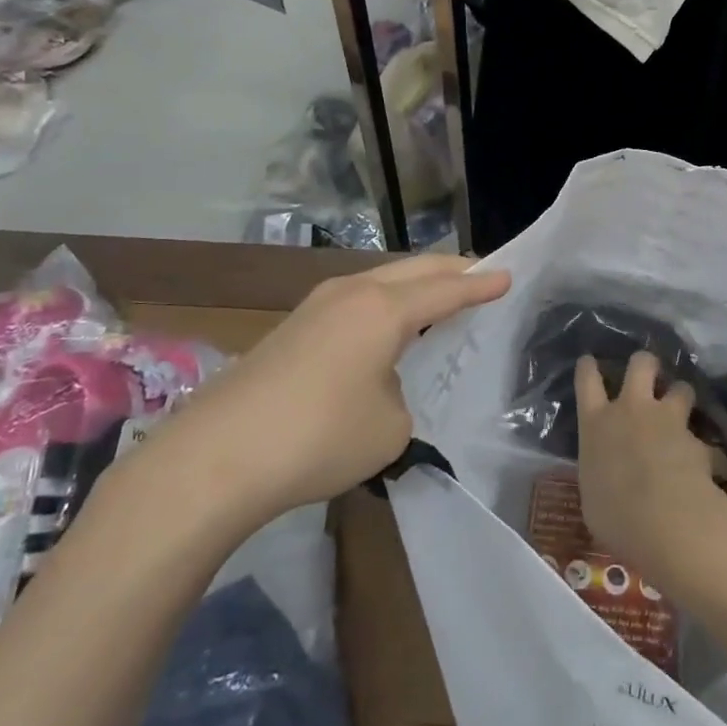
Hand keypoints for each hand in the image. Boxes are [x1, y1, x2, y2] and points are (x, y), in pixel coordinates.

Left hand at [139, 255, 509, 526]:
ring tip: (436, 295)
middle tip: (479, 274)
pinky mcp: (293, 327)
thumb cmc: (319, 436)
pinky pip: (355, 301)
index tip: (509, 275)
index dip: (480, 286)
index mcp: (385, 309)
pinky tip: (384, 326)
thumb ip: (401, 400)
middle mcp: (353, 293)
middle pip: (414, 269)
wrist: (217, 456)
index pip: (446, 291)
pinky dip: (383, 303)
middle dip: (450, 270)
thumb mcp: (389, 429)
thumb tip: (381, 389)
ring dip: (413, 284)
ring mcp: (316, 306)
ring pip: (380, 280)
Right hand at [576, 351, 726, 584]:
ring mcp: (667, 420)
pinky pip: (704, 439)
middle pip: (640, 364)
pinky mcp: (696, 440)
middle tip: (650, 372)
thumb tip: (606, 477)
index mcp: (596, 423)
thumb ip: (600, 473)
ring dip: (681, 395)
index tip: (590, 362)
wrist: (663, 519)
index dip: (588, 368)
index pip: (586, 381)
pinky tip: (711, 466)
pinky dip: (707, 450)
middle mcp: (631, 410)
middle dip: (646, 363)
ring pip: (680, 388)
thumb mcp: (593, 495)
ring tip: (683, 407)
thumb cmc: (614, 514)